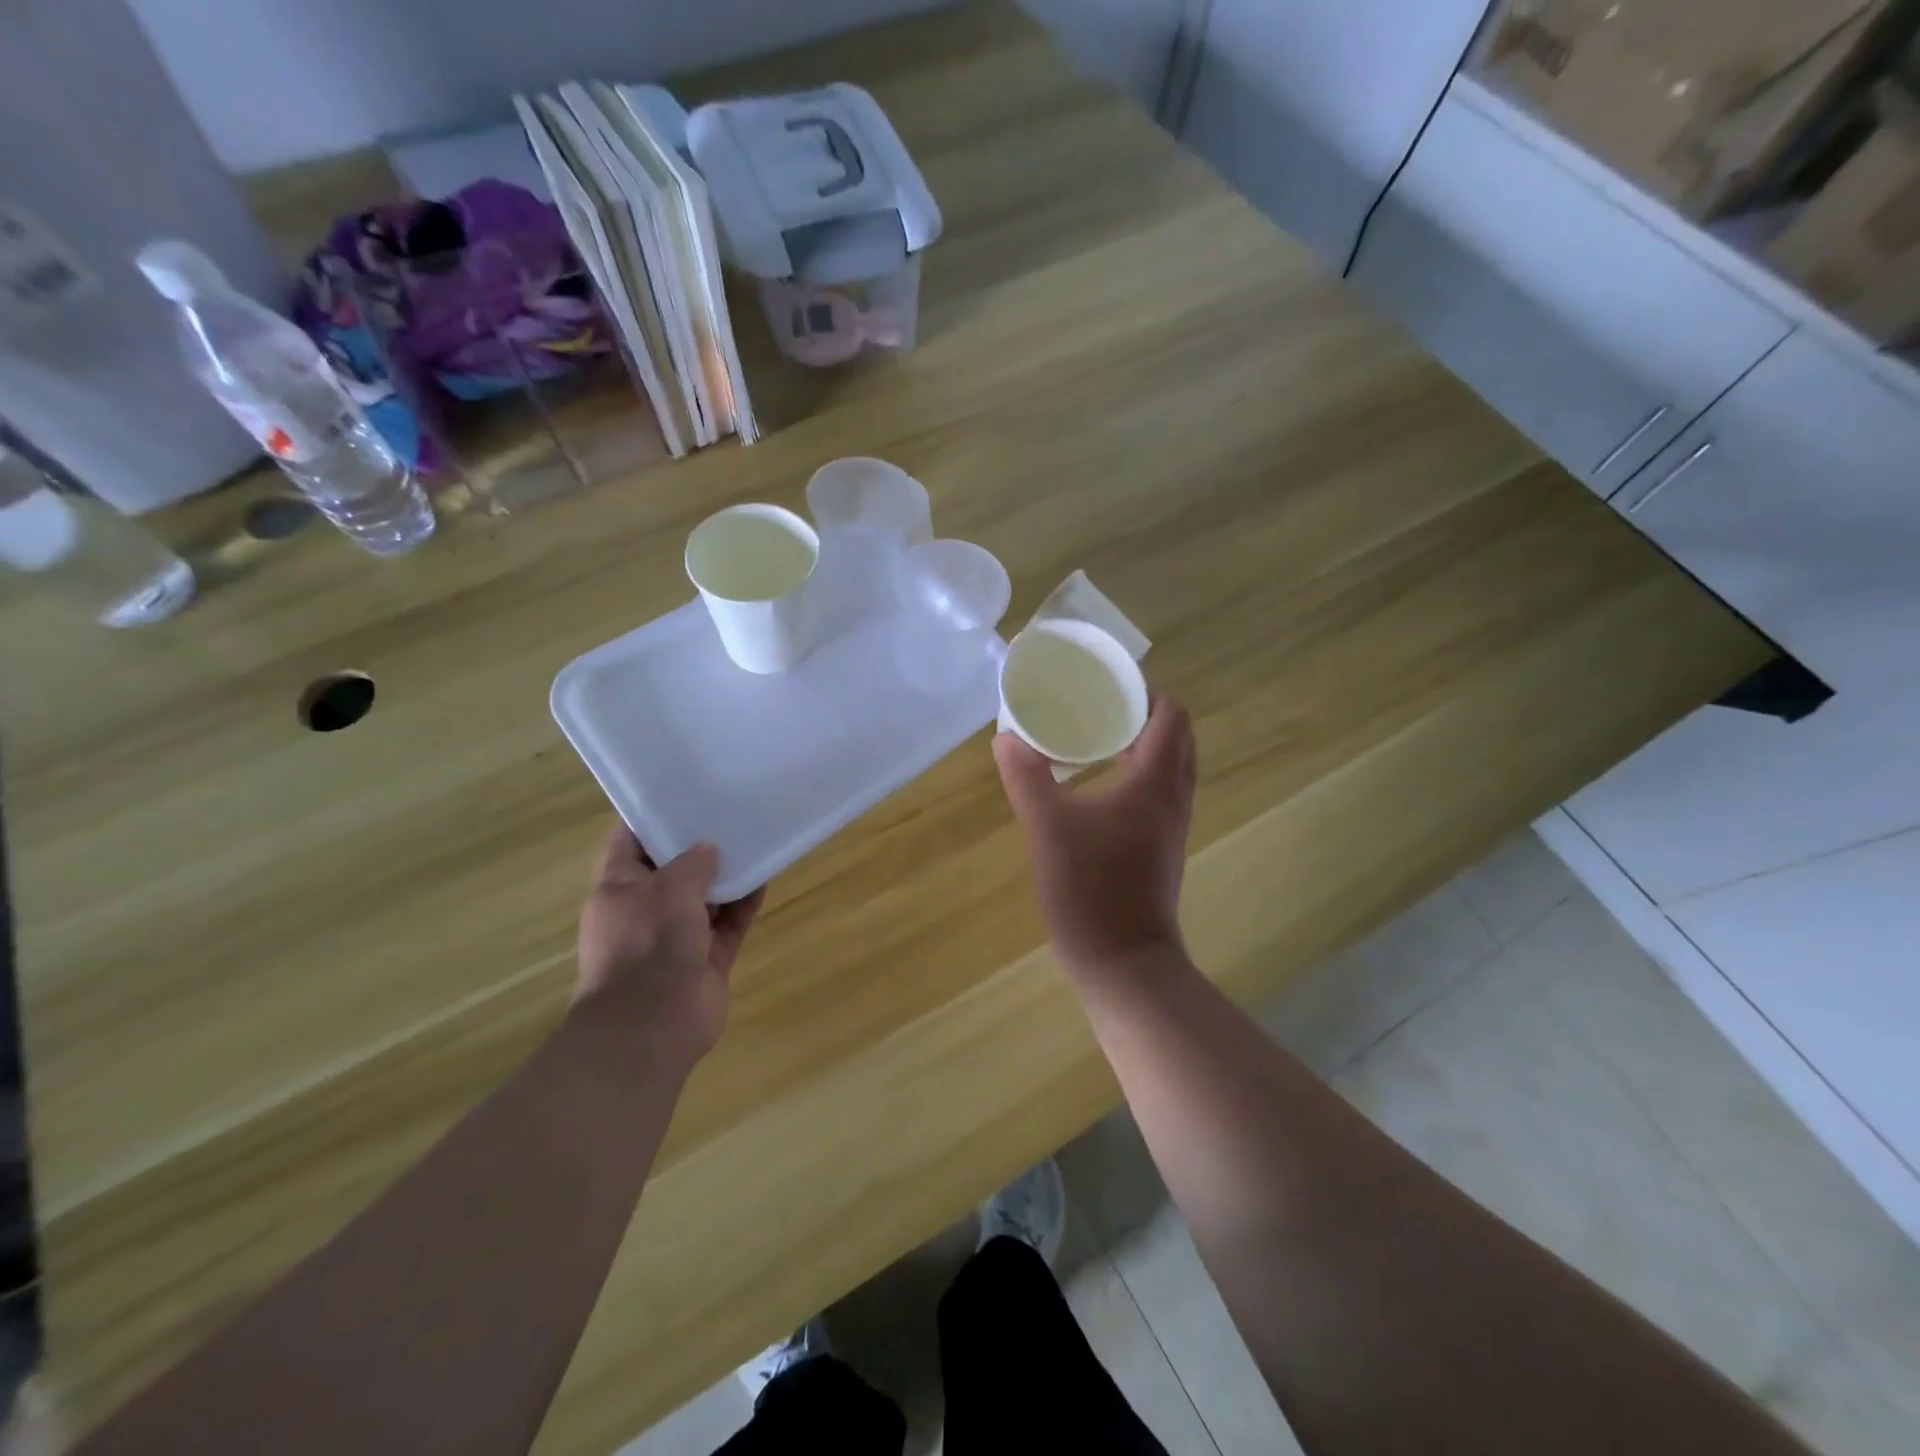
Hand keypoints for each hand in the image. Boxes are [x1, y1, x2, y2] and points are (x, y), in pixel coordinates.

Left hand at [575, 825, 764, 1064]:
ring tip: (754, 836)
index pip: (629, 840)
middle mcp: (646, 908)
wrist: (653, 1023)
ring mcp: (677, 935)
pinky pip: (730, 922)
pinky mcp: (707, 957)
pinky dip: (745, 902)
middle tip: (728, 810)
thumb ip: (691, 863)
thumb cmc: (647, 943)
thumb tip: (708, 850)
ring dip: (727, 873)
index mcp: (619, 887)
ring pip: (706, 895)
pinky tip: (766, 875)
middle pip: (673, 867)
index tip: (681, 791)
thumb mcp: (668, 888)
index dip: (652, 814)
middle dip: (698, 844)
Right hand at [994, 695, 1197, 978]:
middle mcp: (1174, 797)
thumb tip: (1006, 739)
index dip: (1145, 692)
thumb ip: (1027, 778)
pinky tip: (1099, 785)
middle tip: (1098, 707)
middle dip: (1144, 714)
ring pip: (1171, 767)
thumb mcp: (1048, 828)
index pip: (1171, 715)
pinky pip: (1161, 792)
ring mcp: (1172, 825)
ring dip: (1144, 745)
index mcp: (1156, 781)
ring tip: (1096, 738)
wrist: (1125, 962)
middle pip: (1176, 737)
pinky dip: (1140, 774)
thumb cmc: (1091, 888)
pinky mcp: (1162, 847)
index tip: (1107, 685)